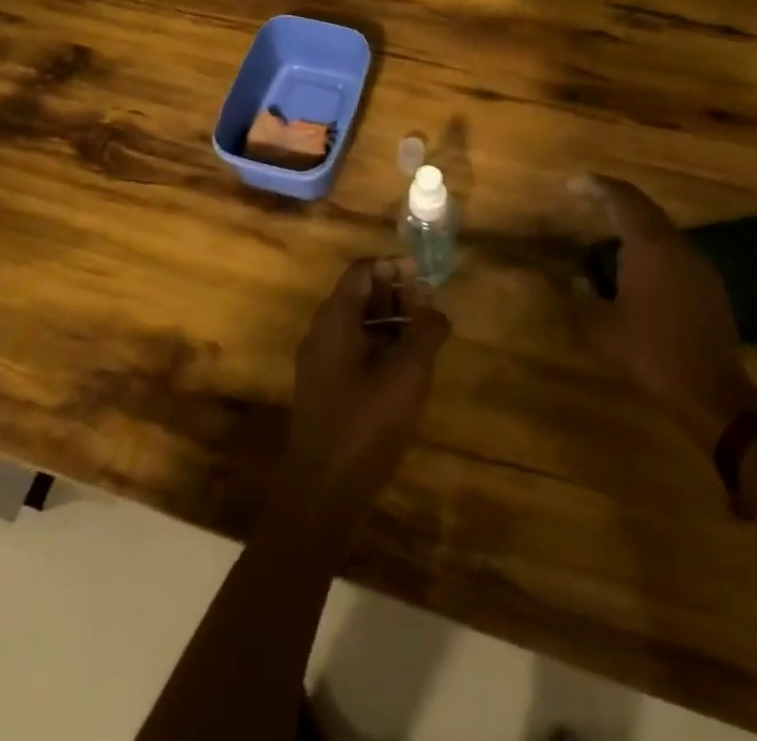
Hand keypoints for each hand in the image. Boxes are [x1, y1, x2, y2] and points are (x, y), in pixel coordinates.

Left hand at [274, 258, 450, 534]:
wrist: (323, 490)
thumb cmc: (366, 423)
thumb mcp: (407, 374)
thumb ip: (425, 333)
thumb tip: (437, 310)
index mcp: (335, 319)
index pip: (362, 271)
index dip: (393, 267)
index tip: (423, 276)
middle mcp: (321, 332)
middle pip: (358, 295)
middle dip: (395, 293)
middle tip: (429, 305)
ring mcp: (320, 362)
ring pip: (357, 324)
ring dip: (390, 321)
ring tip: (424, 334)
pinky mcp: (324, 387)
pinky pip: (352, 350)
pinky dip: (379, 345)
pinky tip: (405, 366)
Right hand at [576, 176, 756, 444]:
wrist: (713, 393)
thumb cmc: (651, 353)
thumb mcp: (602, 328)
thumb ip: (580, 298)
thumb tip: (573, 280)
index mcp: (650, 246)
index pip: (622, 198)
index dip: (596, 186)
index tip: (572, 184)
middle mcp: (677, 245)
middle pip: (644, 207)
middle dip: (614, 200)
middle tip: (587, 201)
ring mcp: (698, 264)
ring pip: (662, 229)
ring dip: (634, 224)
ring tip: (607, 232)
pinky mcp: (709, 285)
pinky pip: (675, 250)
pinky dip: (651, 245)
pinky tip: (637, 267)